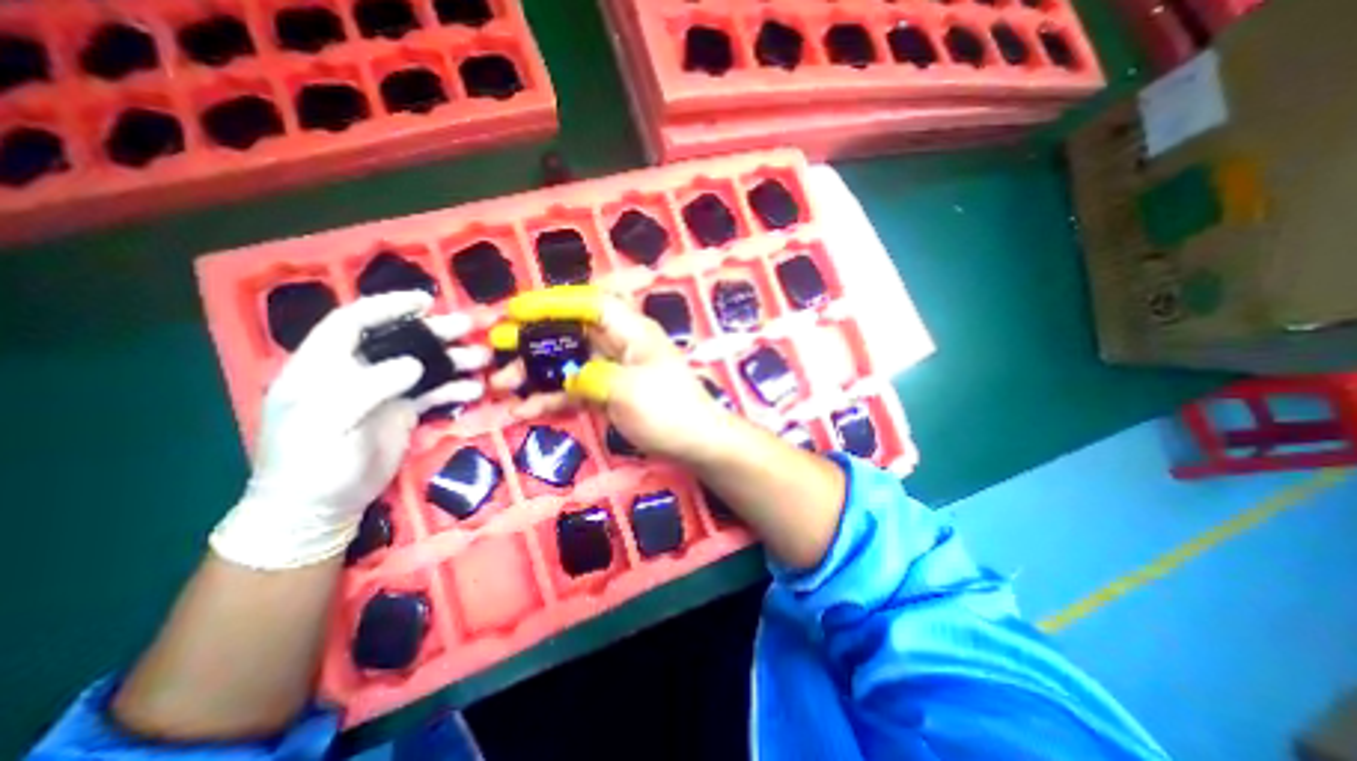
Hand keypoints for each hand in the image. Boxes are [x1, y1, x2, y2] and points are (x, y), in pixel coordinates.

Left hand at [209, 291, 491, 568]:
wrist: (320, 507)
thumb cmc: (311, 463)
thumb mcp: (327, 424)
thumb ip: (367, 388)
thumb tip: (415, 364)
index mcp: (324, 366)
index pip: (353, 322)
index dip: (387, 306)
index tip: (425, 301)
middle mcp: (358, 372)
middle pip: (399, 341)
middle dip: (435, 331)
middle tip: (471, 326)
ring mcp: (384, 392)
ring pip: (423, 365)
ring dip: (453, 359)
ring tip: (483, 357)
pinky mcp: (404, 412)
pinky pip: (434, 392)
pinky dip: (455, 388)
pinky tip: (475, 389)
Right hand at [488, 284, 732, 464]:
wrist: (696, 443)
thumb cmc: (667, 410)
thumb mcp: (627, 390)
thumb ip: (591, 377)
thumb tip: (570, 378)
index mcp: (631, 331)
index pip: (589, 304)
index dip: (552, 303)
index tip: (516, 311)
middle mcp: (621, 344)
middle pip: (572, 332)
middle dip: (535, 338)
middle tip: (498, 347)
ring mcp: (614, 370)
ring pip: (569, 361)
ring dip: (536, 371)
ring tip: (501, 384)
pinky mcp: (610, 393)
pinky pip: (576, 388)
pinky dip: (553, 396)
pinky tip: (525, 408)